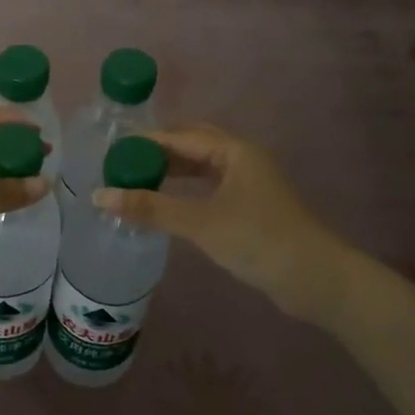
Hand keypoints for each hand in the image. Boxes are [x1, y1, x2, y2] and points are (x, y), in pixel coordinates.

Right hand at [94, 124, 345, 321]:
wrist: (315, 279)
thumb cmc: (258, 240)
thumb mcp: (200, 223)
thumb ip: (150, 208)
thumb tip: (99, 196)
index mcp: (234, 151)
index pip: (180, 136)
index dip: (146, 142)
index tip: (113, 151)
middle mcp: (242, 159)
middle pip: (193, 145)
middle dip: (158, 152)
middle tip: (123, 164)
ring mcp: (248, 183)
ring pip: (202, 167)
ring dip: (172, 172)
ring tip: (137, 182)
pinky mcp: (250, 207)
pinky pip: (210, 187)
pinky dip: (186, 191)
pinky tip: (168, 204)